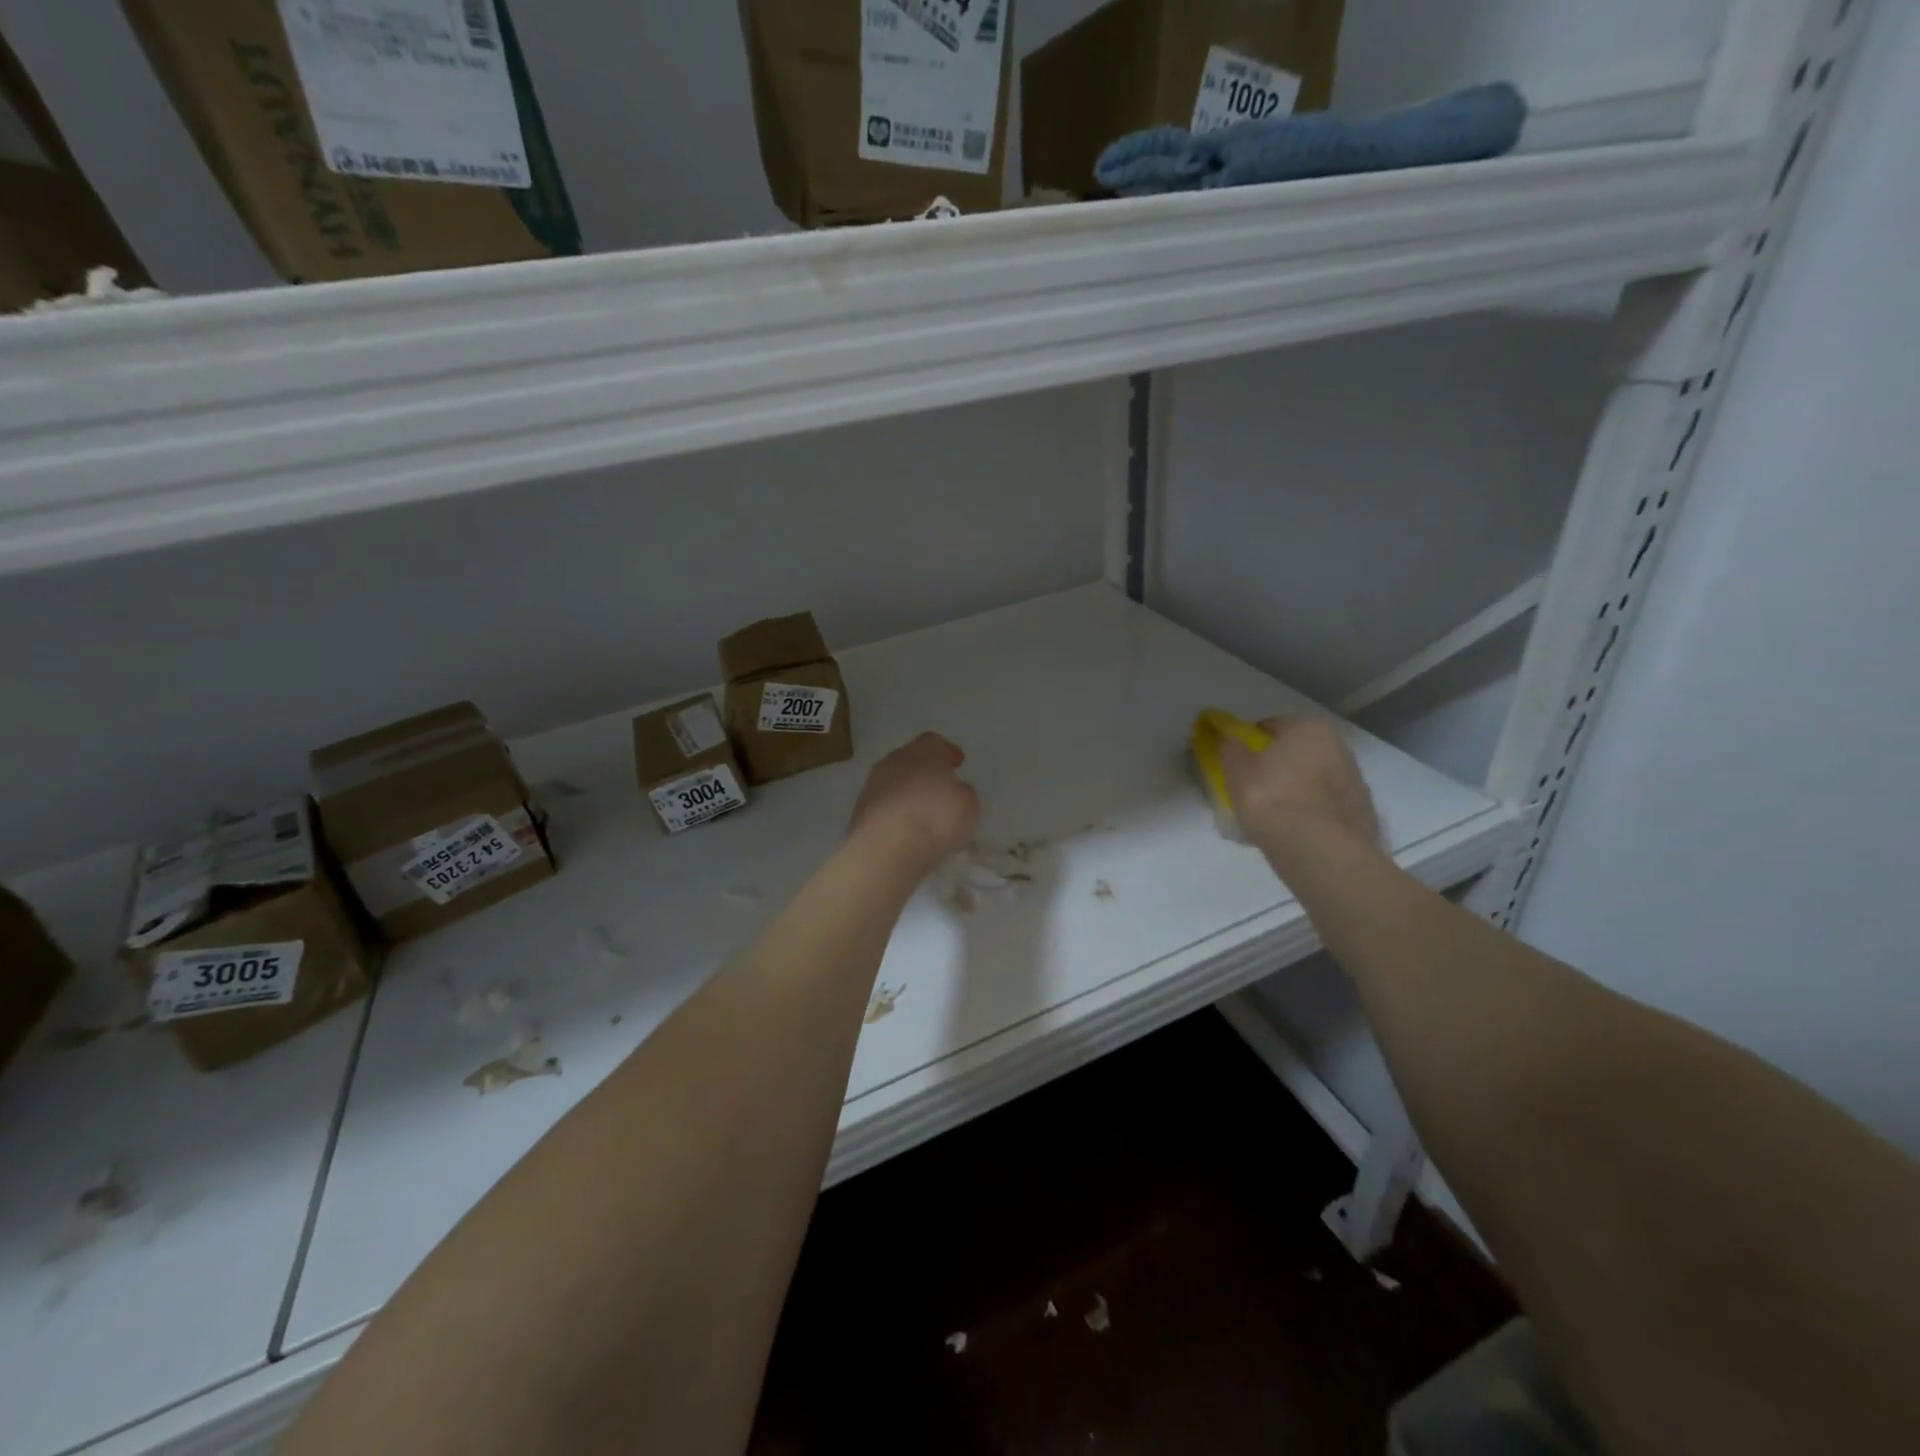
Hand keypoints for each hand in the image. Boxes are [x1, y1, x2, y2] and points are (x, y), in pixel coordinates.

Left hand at [850, 733, 979, 866]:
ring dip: (906, 792)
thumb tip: (956, 790)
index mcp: (923, 751)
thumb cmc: (935, 817)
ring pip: (894, 782)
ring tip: (922, 812)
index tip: (957, 763)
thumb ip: (962, 792)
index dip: (947, 752)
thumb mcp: (967, 804)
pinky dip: (894, 812)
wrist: (886, 846)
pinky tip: (904, 829)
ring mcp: (872, 785)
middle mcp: (894, 760)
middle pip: (911, 759)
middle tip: (938, 786)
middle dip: (924, 771)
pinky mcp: (859, 810)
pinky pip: (883, 805)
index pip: (935, 742)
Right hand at [1218, 716, 1379, 849]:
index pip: (1271, 727)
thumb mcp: (1236, 769)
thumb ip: (1229, 747)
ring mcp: (1355, 782)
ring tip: (1271, 815)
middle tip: (1252, 788)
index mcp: (1310, 728)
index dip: (1249, 743)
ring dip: (1295, 790)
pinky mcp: (1361, 814)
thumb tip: (1226, 736)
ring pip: (1314, 780)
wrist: (1318, 848)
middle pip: (1297, 753)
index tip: (1236, 762)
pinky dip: (1310, 813)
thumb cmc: (1272, 796)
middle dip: (1277, 766)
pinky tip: (1292, 831)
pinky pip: (1325, 807)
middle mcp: (1340, 747)